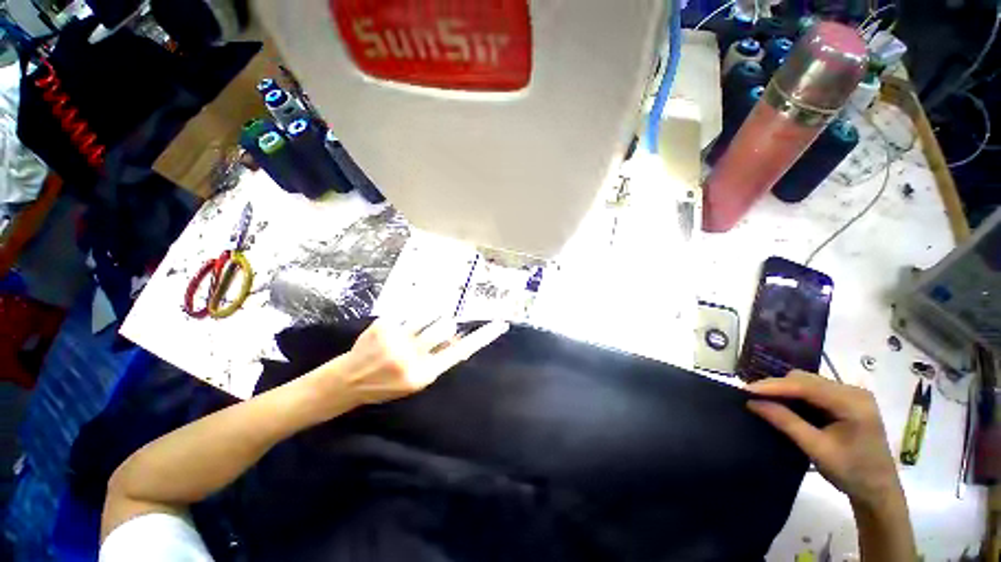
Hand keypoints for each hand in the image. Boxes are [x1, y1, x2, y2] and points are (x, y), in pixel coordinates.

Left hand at [317, 317, 508, 409]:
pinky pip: (407, 313)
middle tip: (429, 332)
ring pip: (428, 316)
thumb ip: (437, 358)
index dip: (481, 337)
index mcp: (424, 374)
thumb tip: (457, 335)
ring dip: (424, 321)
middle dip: (442, 325)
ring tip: (405, 335)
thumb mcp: (415, 379)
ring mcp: (396, 341)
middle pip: (445, 324)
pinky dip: (404, 320)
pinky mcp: (383, 326)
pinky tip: (388, 334)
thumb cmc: (384, 385)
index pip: (460, 352)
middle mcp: (412, 357)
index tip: (499, 324)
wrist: (346, 382)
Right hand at [746, 371, 900, 507]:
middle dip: (777, 386)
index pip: (806, 386)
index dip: (774, 386)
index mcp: (853, 402)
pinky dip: (796, 396)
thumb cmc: (851, 473)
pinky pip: (814, 391)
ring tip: (764, 400)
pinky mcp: (846, 401)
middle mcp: (853, 391)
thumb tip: (752, 403)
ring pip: (808, 383)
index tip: (745, 390)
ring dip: (785, 390)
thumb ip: (786, 422)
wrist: (878, 491)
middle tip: (752, 397)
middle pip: (806, 379)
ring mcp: (851, 395)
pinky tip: (784, 405)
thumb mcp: (817, 449)